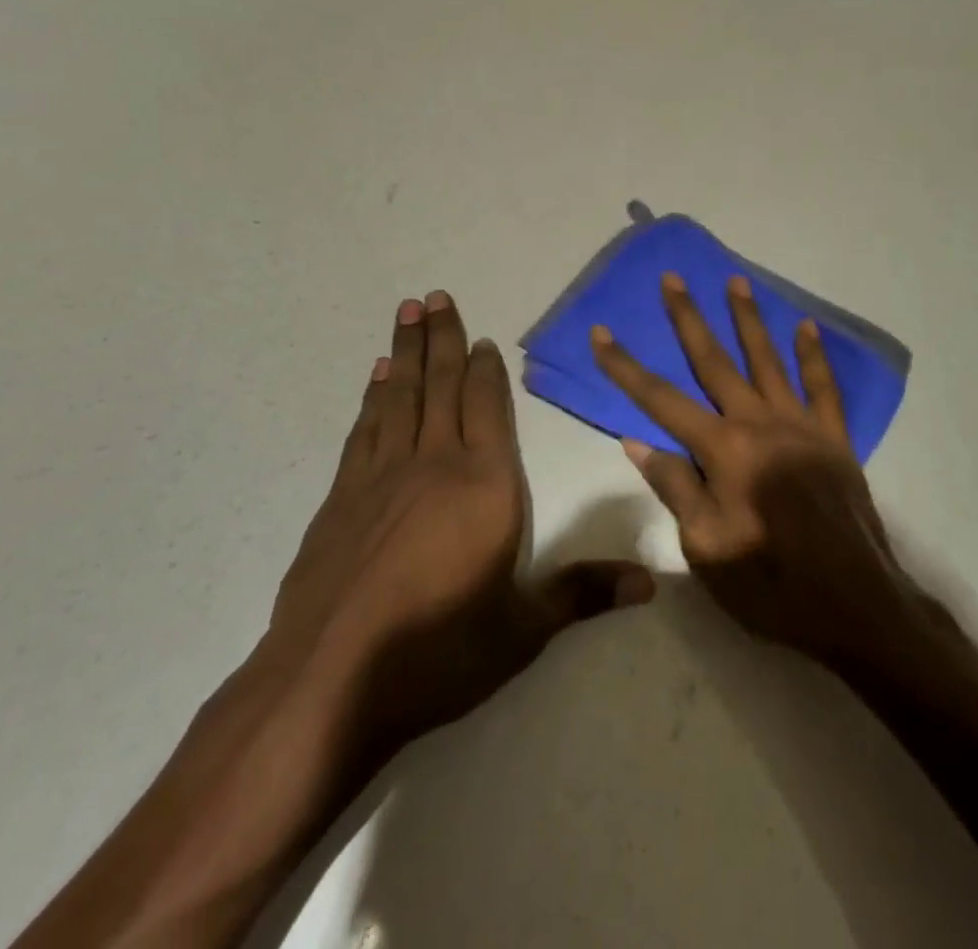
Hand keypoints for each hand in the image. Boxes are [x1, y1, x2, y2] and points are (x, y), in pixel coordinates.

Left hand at [270, 291, 654, 760]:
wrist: (328, 683)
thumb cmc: (439, 651)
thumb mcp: (522, 630)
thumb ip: (583, 595)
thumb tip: (650, 584)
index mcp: (486, 485)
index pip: (488, 408)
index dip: (485, 370)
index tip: (481, 338)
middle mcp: (435, 464)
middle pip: (441, 386)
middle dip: (441, 338)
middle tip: (435, 295)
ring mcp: (383, 477)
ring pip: (400, 397)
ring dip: (405, 353)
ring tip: (407, 313)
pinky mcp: (342, 498)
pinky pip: (365, 430)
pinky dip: (373, 398)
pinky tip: (376, 379)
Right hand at [591, 273, 933, 669]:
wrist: (855, 605)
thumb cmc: (771, 585)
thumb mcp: (706, 548)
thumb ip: (675, 487)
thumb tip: (637, 440)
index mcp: (723, 450)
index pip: (661, 399)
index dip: (626, 366)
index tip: (601, 333)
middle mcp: (759, 423)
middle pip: (714, 361)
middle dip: (688, 318)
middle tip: (673, 278)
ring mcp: (801, 426)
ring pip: (768, 360)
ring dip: (749, 319)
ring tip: (735, 281)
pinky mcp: (834, 438)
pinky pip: (823, 387)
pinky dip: (814, 356)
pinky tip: (807, 327)